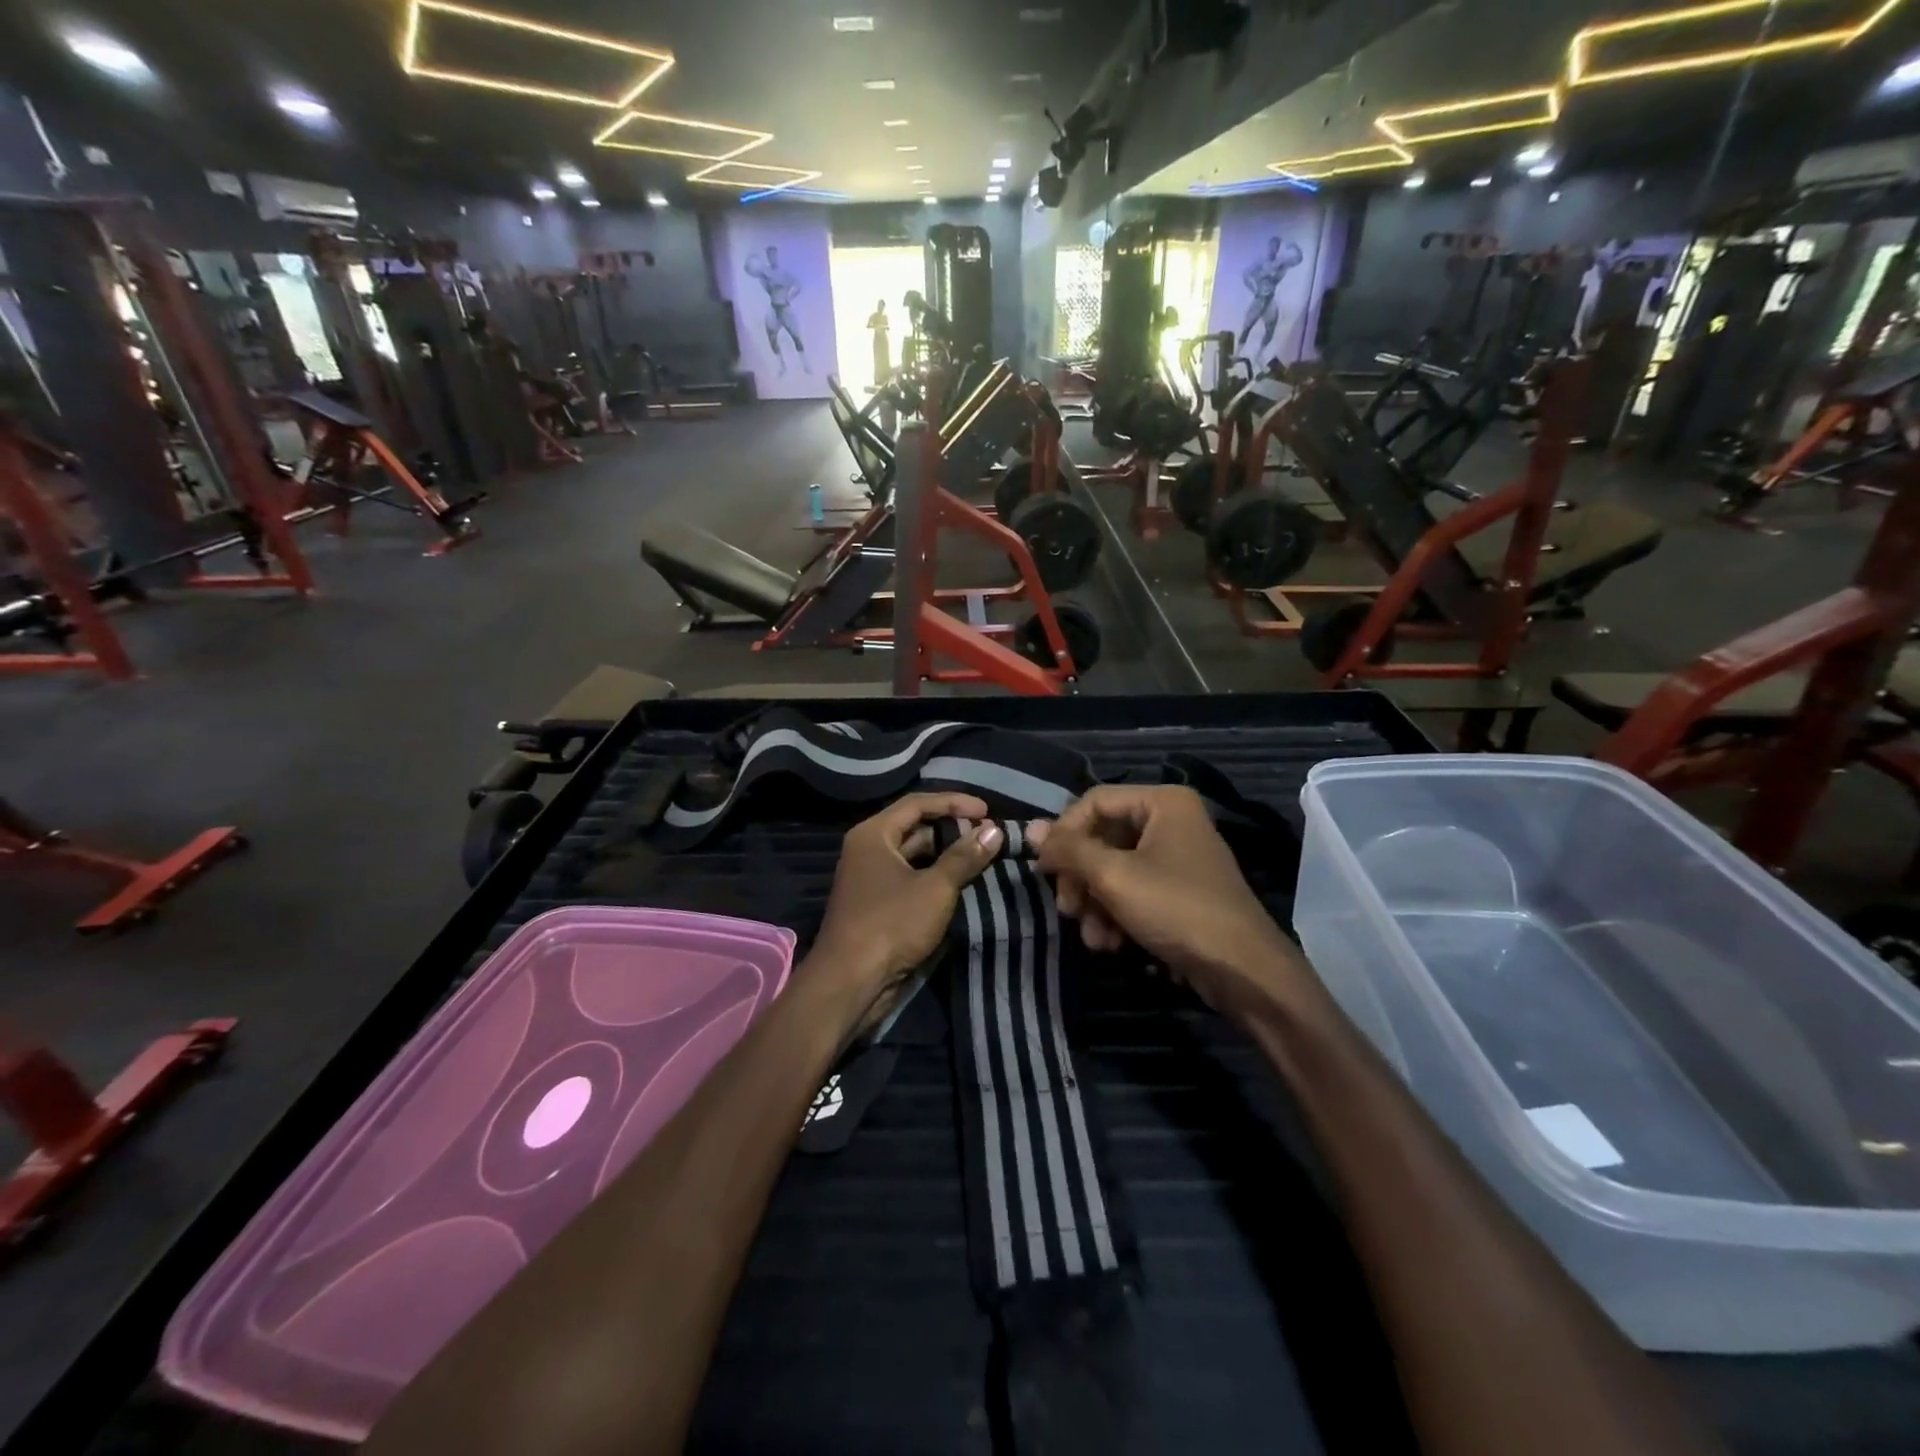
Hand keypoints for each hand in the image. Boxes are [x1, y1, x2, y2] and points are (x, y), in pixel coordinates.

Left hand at [809, 794, 1004, 1025]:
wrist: (850, 982)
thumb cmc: (891, 924)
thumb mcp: (935, 888)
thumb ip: (964, 857)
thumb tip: (994, 830)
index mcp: (874, 834)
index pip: (918, 804)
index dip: (954, 803)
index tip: (987, 811)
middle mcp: (869, 849)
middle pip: (915, 827)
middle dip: (953, 830)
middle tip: (989, 835)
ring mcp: (871, 878)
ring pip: (915, 856)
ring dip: (947, 855)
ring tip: (983, 857)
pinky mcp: (878, 904)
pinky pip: (911, 879)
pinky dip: (936, 877)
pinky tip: (963, 883)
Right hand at [1029, 786, 1306, 1015]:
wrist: (1242, 970)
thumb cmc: (1176, 909)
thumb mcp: (1114, 877)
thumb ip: (1070, 850)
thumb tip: (1030, 830)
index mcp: (1162, 802)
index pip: (1094, 802)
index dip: (1064, 834)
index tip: (1046, 871)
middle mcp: (1170, 821)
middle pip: (1102, 837)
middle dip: (1081, 878)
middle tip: (1067, 909)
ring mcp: (1176, 857)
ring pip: (1113, 868)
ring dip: (1095, 903)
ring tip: (1092, 936)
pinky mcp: (1179, 891)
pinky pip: (1133, 890)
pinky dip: (1116, 914)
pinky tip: (1110, 943)